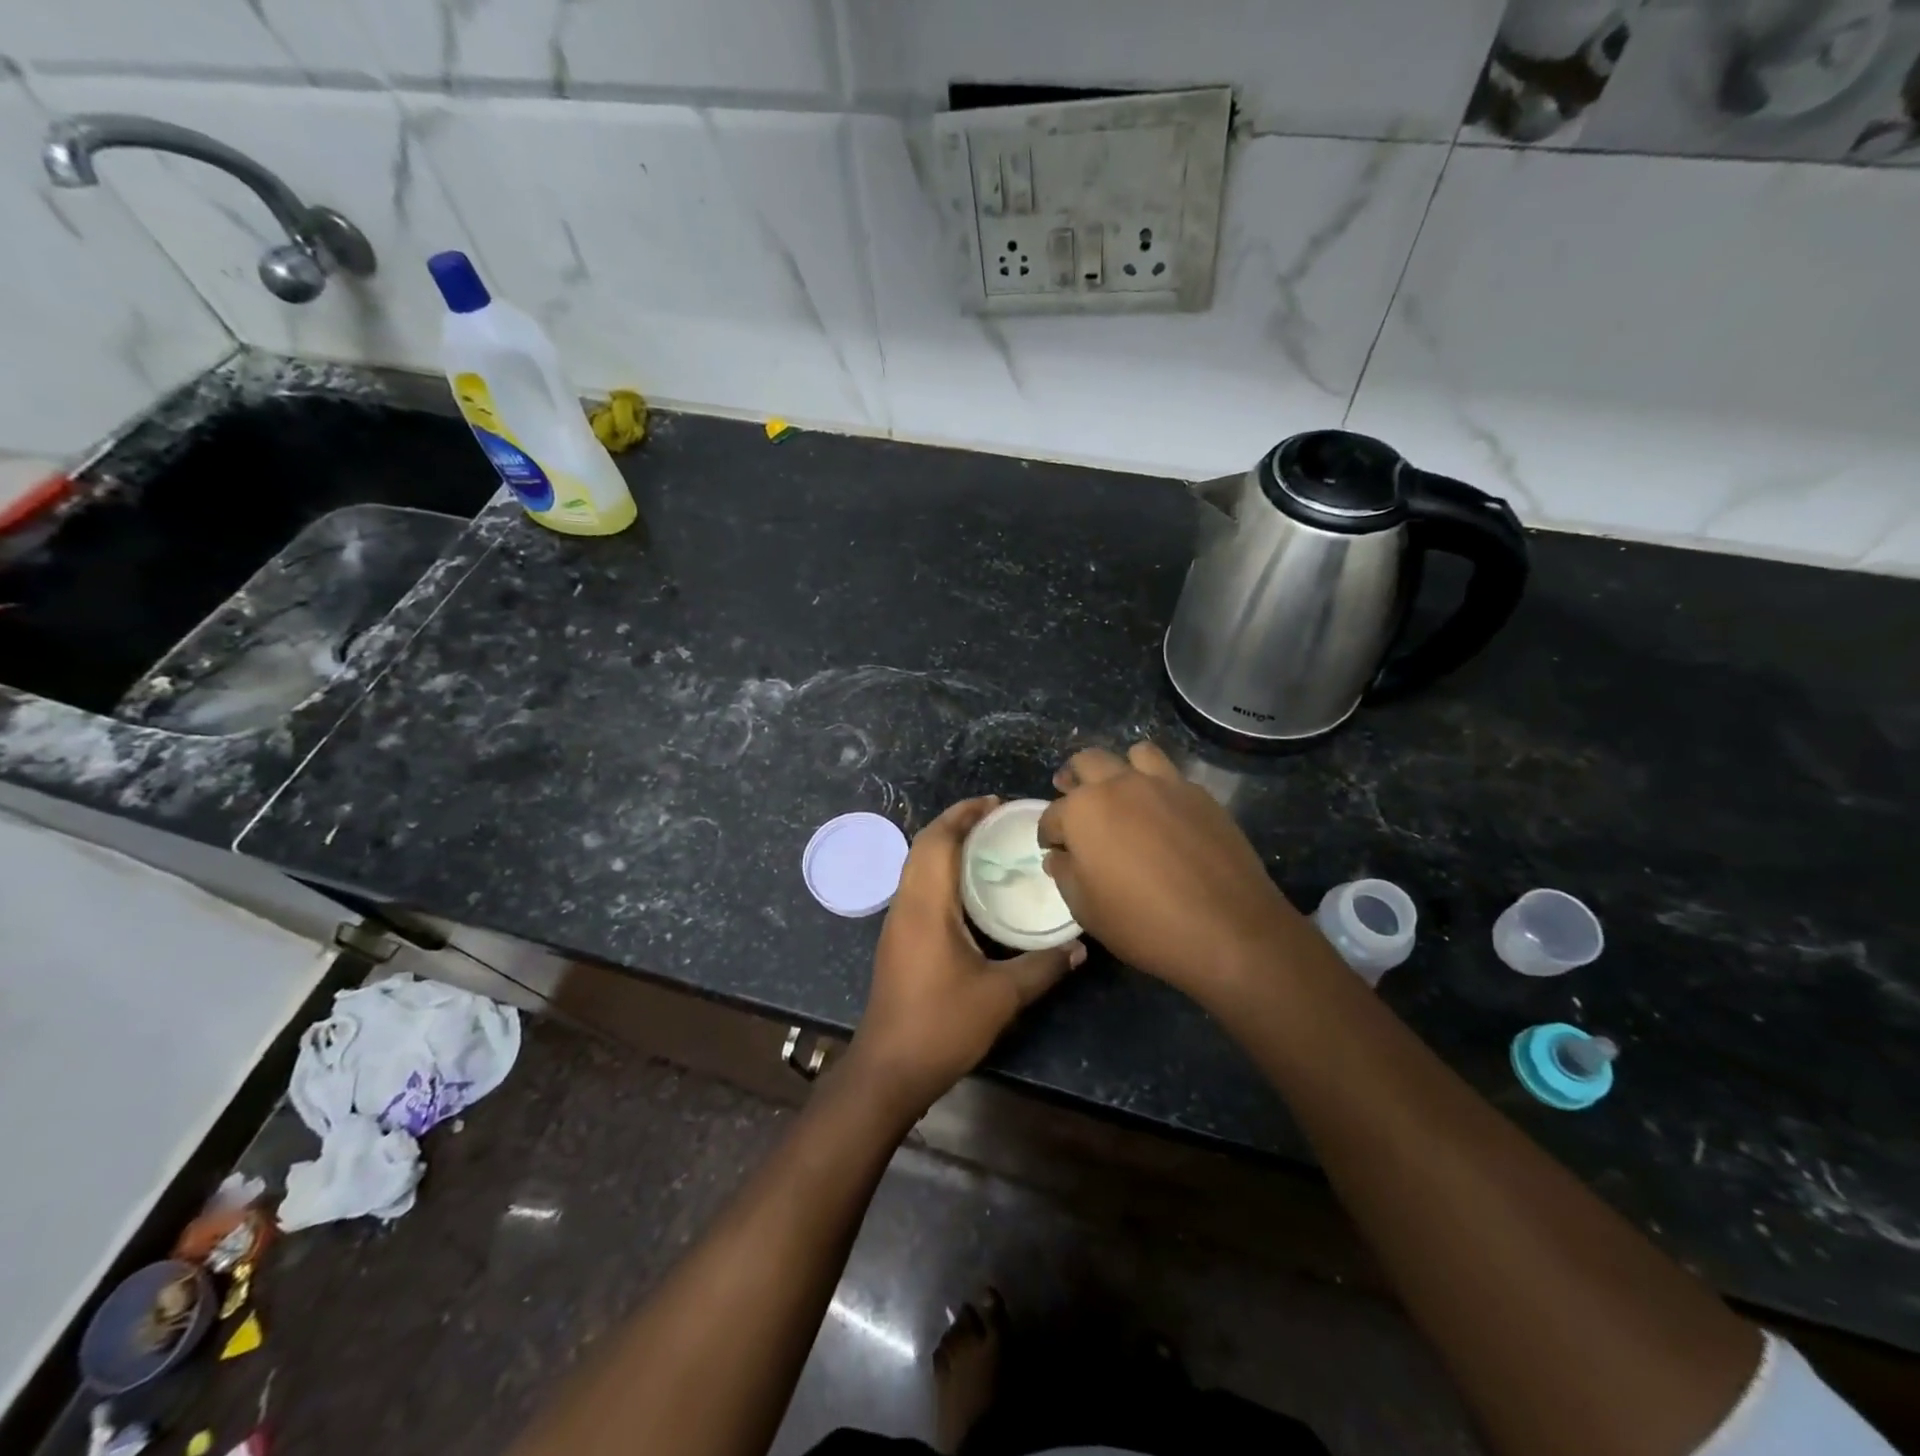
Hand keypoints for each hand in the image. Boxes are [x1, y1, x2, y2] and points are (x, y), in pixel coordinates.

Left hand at [848, 797, 1084, 1116]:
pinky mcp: (898, 940)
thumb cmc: (942, 1025)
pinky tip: (970, 889)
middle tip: (996, 819)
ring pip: (917, 866)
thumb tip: (1080, 946)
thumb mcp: (1002, 996)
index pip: (938, 840)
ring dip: (946, 847)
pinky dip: (941, 871)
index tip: (995, 803)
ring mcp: (897, 922)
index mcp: (926, 905)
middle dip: (956, 823)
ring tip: (987, 845)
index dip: (964, 814)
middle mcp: (906, 904)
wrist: (889, 1070)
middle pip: (923, 846)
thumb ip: (1042, 966)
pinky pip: (918, 887)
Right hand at [1038, 743, 1316, 1002]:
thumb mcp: (1086, 909)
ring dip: (1121, 769)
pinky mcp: (1200, 794)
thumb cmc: (1143, 923)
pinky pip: (1170, 774)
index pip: (1052, 814)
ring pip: (1134, 754)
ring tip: (1122, 792)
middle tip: (1075, 802)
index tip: (1054, 848)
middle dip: (1074, 780)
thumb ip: (1066, 874)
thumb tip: (1060, 855)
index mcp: (1084, 810)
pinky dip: (1158, 785)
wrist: (1227, 928)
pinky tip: (1162, 812)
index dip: (1049, 833)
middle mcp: (1120, 784)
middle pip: (1087, 763)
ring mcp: (1164, 784)